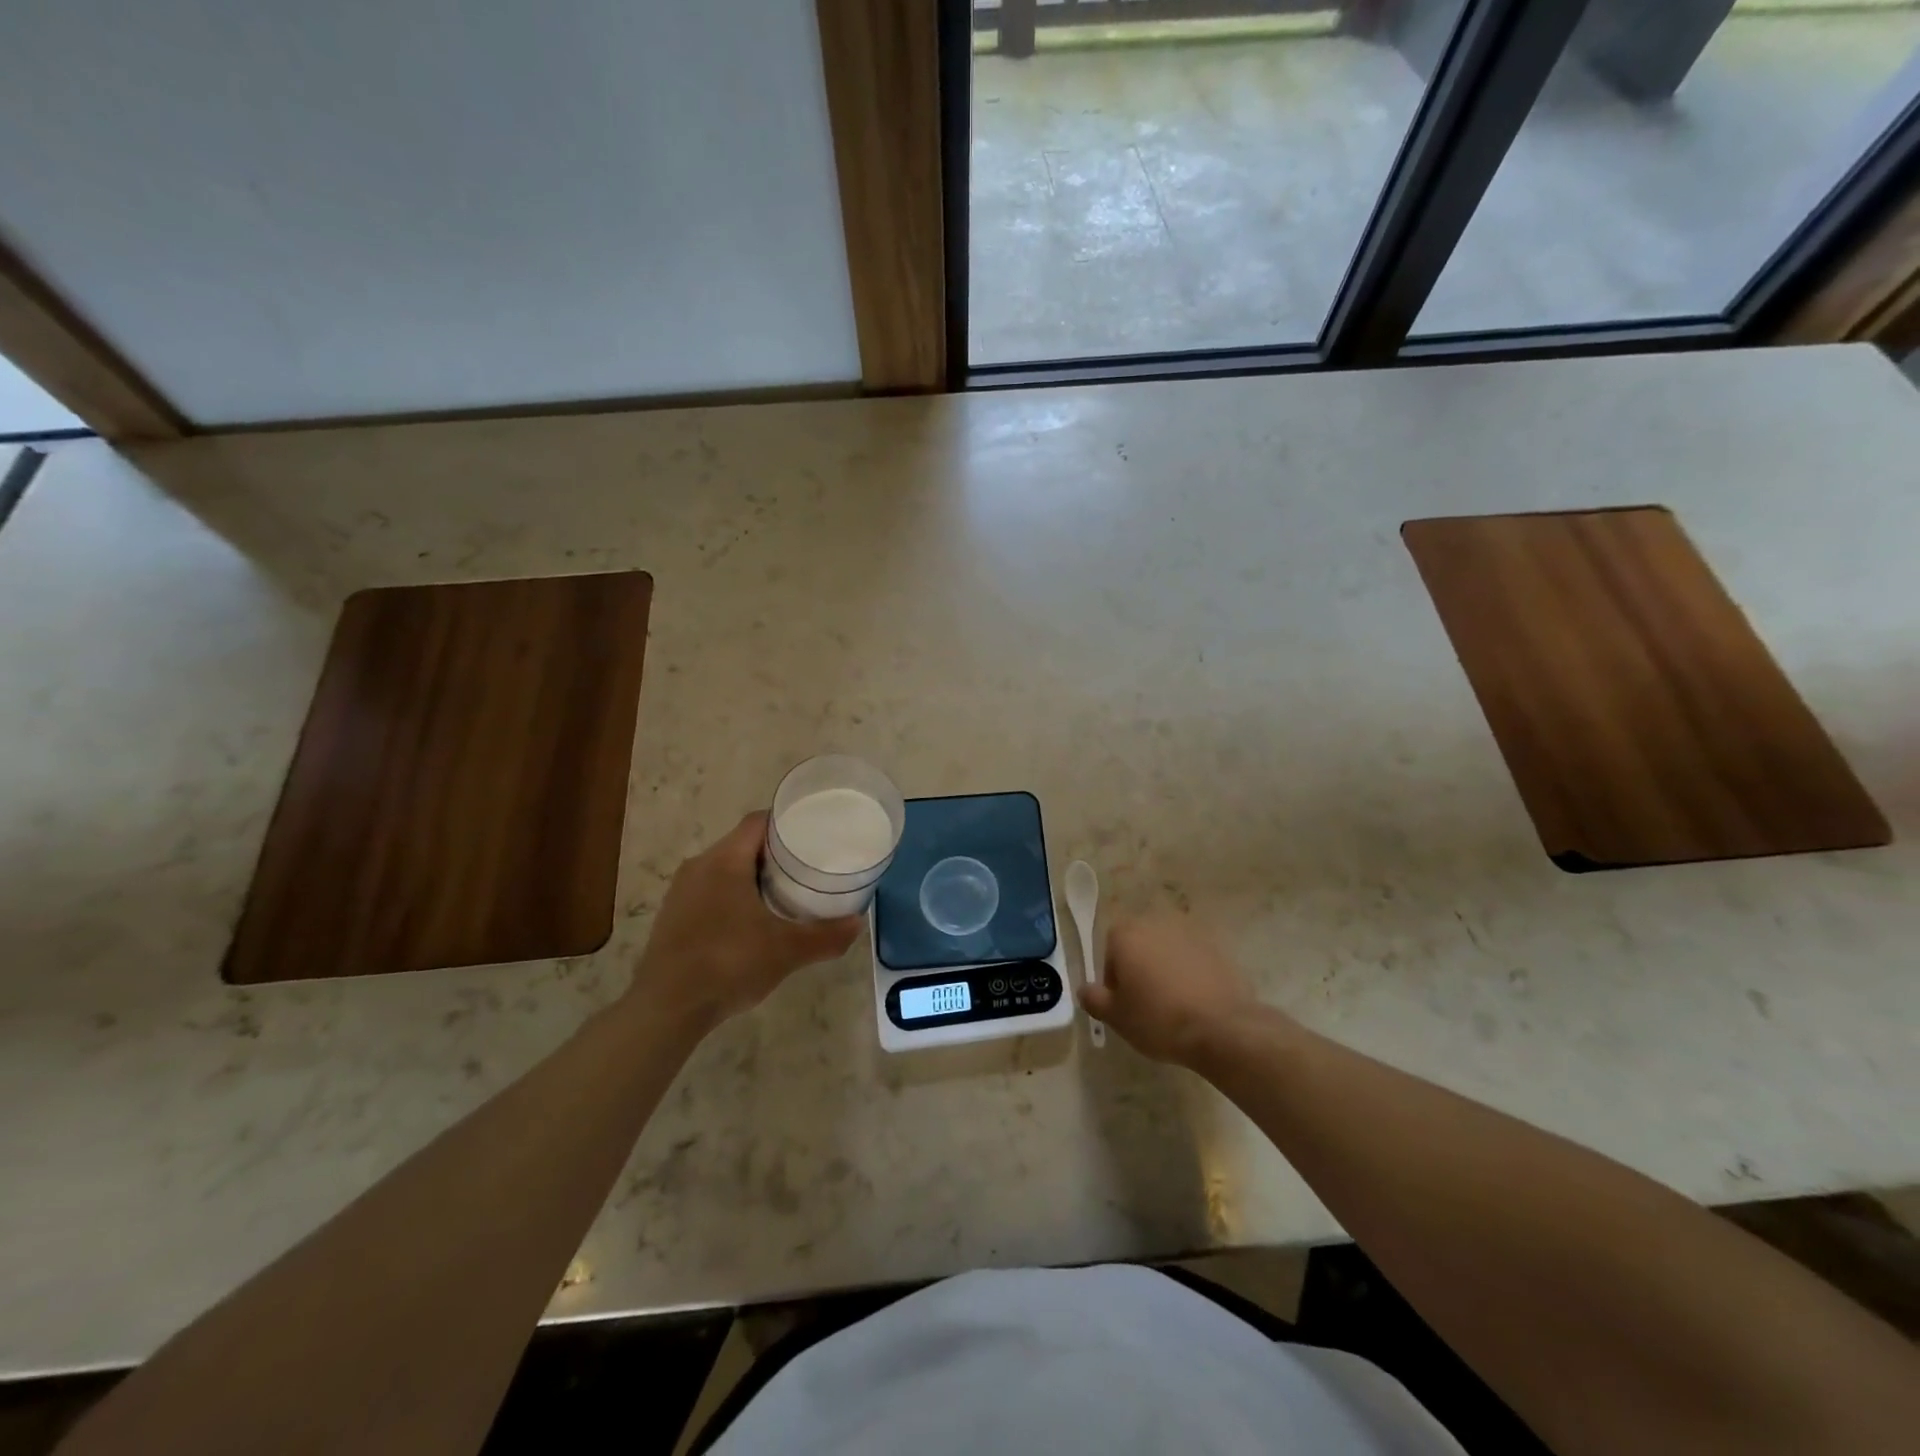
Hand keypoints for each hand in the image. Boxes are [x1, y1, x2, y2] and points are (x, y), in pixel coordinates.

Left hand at [631, 813, 860, 1031]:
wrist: (666, 1009)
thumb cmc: (728, 964)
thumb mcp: (787, 950)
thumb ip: (826, 935)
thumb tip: (859, 923)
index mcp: (724, 860)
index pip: (759, 822)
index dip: (788, 822)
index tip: (816, 833)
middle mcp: (699, 866)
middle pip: (743, 843)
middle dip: (776, 853)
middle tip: (809, 866)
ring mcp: (682, 891)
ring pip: (726, 868)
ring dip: (754, 876)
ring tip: (786, 893)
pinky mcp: (673, 916)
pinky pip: (711, 890)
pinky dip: (734, 895)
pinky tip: (752, 921)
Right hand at [1079, 913, 1260, 1066]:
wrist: (1220, 1028)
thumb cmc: (1157, 1019)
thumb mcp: (1115, 1017)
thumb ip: (1094, 999)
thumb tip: (1085, 990)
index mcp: (1127, 935)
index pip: (1110, 947)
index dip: (1113, 975)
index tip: (1123, 1000)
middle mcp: (1156, 925)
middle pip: (1140, 943)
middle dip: (1140, 967)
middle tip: (1145, 1002)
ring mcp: (1190, 934)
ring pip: (1168, 950)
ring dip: (1166, 968)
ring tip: (1173, 1004)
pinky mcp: (1218, 949)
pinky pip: (1194, 959)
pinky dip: (1192, 974)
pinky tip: (1196, 1002)